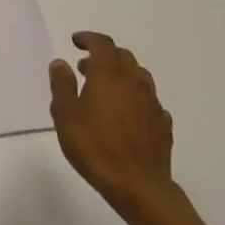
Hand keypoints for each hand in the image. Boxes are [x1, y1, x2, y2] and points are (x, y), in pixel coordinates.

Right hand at [50, 31, 183, 218]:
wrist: (138, 185)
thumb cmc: (95, 147)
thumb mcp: (66, 115)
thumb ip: (62, 85)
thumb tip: (61, 62)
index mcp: (109, 76)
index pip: (102, 44)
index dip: (89, 38)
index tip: (76, 41)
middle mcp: (134, 82)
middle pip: (123, 56)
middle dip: (104, 55)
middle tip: (86, 67)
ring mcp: (152, 103)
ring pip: (139, 76)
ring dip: (122, 74)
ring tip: (107, 89)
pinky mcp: (162, 124)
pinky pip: (149, 100)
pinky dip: (136, 97)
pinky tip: (128, 112)